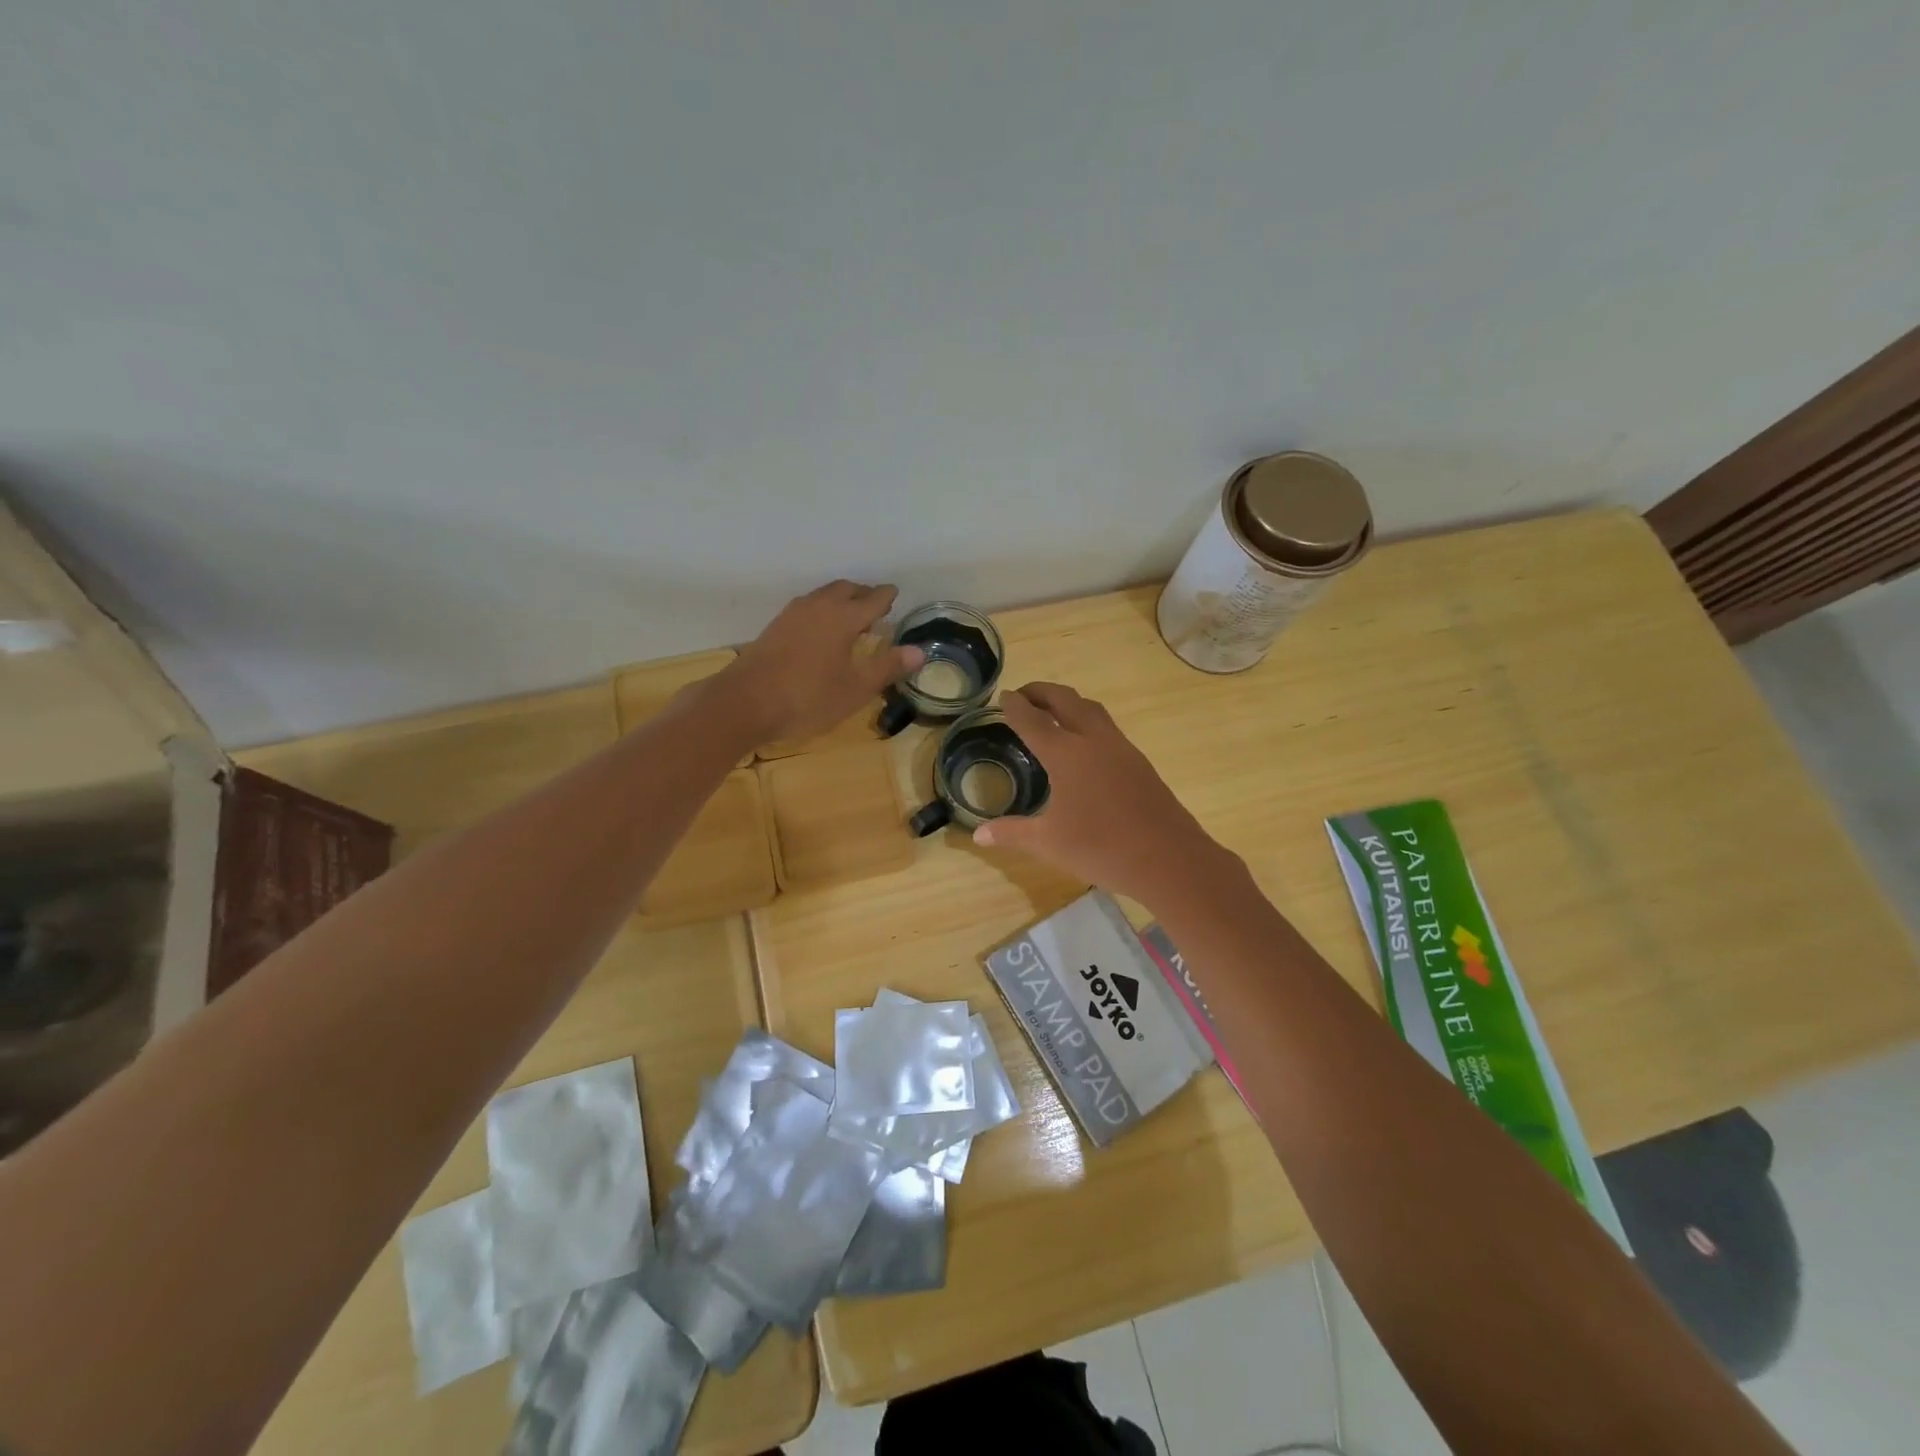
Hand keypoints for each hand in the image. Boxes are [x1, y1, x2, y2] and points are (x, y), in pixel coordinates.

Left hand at [712, 581, 923, 747]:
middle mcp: (818, 607)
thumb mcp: (855, 688)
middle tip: (876, 604)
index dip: (886, 597)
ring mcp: (792, 614)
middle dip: (863, 593)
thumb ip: (887, 666)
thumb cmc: (808, 697)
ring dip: (841, 598)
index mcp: (843, 617)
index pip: (873, 599)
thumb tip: (919, 651)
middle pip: (846, 589)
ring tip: (850, 615)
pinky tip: (820, 628)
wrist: (745, 702)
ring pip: (823, 595)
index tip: (895, 594)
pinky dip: (822, 608)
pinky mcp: (775, 627)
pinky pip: (807, 606)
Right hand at [974, 682, 1235, 903]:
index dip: (1015, 706)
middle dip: (1042, 692)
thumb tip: (978, 835)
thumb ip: (1012, 833)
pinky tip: (1085, 744)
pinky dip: (1087, 721)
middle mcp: (1093, 740)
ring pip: (1091, 709)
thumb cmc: (1101, 848)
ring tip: (1053, 711)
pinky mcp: (1139, 762)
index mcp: (1066, 754)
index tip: (1005, 696)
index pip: (1033, 720)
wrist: (1169, 858)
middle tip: (1025, 694)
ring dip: (1068, 702)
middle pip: (1065, 700)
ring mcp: (1121, 748)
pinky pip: (1107, 727)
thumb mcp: (1049, 843)